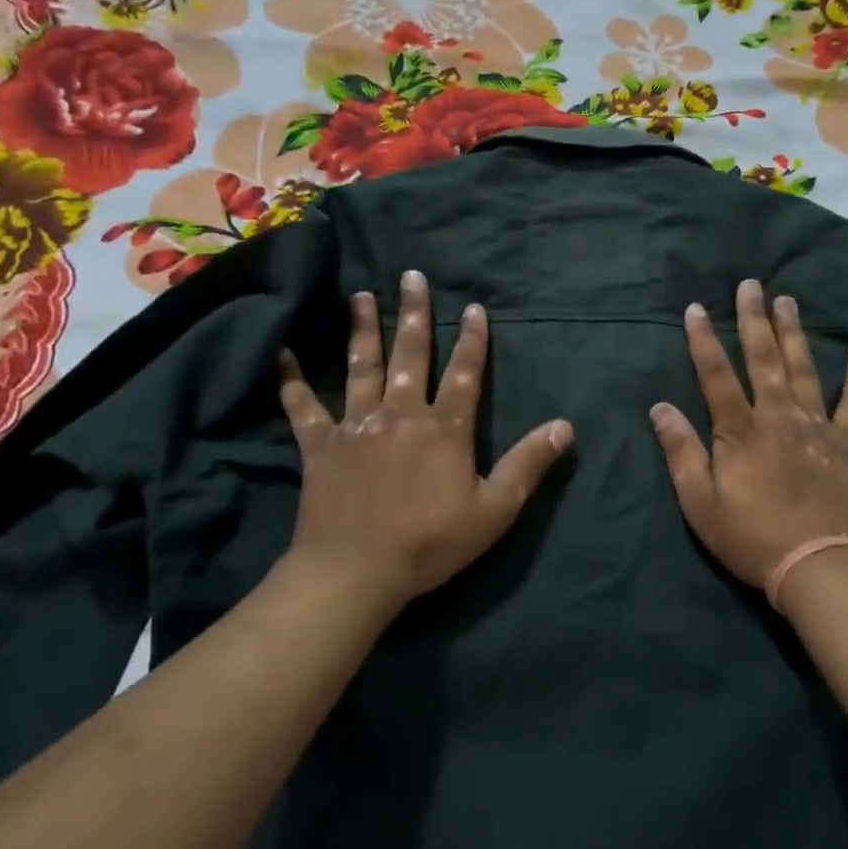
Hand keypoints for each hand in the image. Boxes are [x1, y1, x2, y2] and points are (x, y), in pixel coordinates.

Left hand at [276, 270, 572, 609]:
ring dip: (363, 330)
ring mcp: (358, 427)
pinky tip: (282, 354)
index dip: (473, 339)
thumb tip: (565, 426)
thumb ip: (529, 464)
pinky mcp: (321, 446)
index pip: (465, 374)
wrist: (356, 572)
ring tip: (360, 296)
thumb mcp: (495, 510)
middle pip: (411, 355)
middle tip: (412, 276)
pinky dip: (291, 381)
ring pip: (362, 368)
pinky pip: (303, 408)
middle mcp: (401, 414)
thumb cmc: (430, 542)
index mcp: (444, 428)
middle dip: (415, 314)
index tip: (475, 307)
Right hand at [650, 279, 847, 590]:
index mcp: (740, 430)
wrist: (818, 567)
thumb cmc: (751, 537)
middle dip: (754, 319)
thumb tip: (660, 407)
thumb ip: (681, 451)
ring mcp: (818, 426)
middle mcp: (779, 416)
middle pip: (764, 358)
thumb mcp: (700, 503)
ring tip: (788, 301)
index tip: (696, 308)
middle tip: (751, 284)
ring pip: (805, 369)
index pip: (716, 374)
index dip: (703, 339)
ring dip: (795, 333)